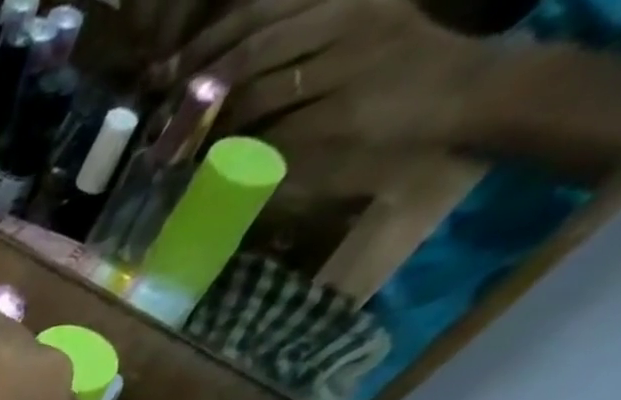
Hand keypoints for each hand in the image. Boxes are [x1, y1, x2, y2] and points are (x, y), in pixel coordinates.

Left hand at [157, 0, 488, 163]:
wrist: (460, 89)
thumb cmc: (393, 64)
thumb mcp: (346, 29)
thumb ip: (290, 40)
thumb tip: (213, 68)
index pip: (258, 10)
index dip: (204, 42)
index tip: (161, 73)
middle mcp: (346, 19)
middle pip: (251, 51)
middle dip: (197, 86)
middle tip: (161, 116)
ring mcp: (347, 66)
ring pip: (257, 96)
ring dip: (213, 127)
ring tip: (183, 148)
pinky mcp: (343, 114)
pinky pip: (275, 135)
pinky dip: (242, 152)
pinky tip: (219, 164)